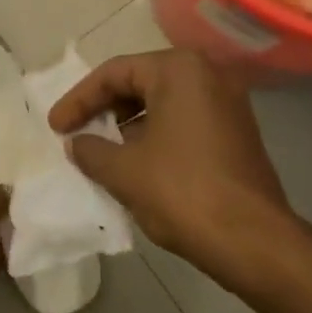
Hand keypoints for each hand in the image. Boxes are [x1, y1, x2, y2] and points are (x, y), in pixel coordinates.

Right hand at [48, 49, 291, 279]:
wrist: (255, 242)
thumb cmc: (183, 193)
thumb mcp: (125, 171)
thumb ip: (92, 150)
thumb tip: (77, 144)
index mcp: (179, 70)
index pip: (115, 73)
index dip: (79, 100)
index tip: (56, 127)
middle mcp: (207, 75)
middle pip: (140, 82)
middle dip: (104, 109)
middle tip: (76, 134)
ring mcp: (227, 103)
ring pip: (162, 103)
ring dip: (128, 125)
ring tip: (100, 152)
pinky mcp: (236, 131)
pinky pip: (184, 121)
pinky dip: (155, 135)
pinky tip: (135, 164)